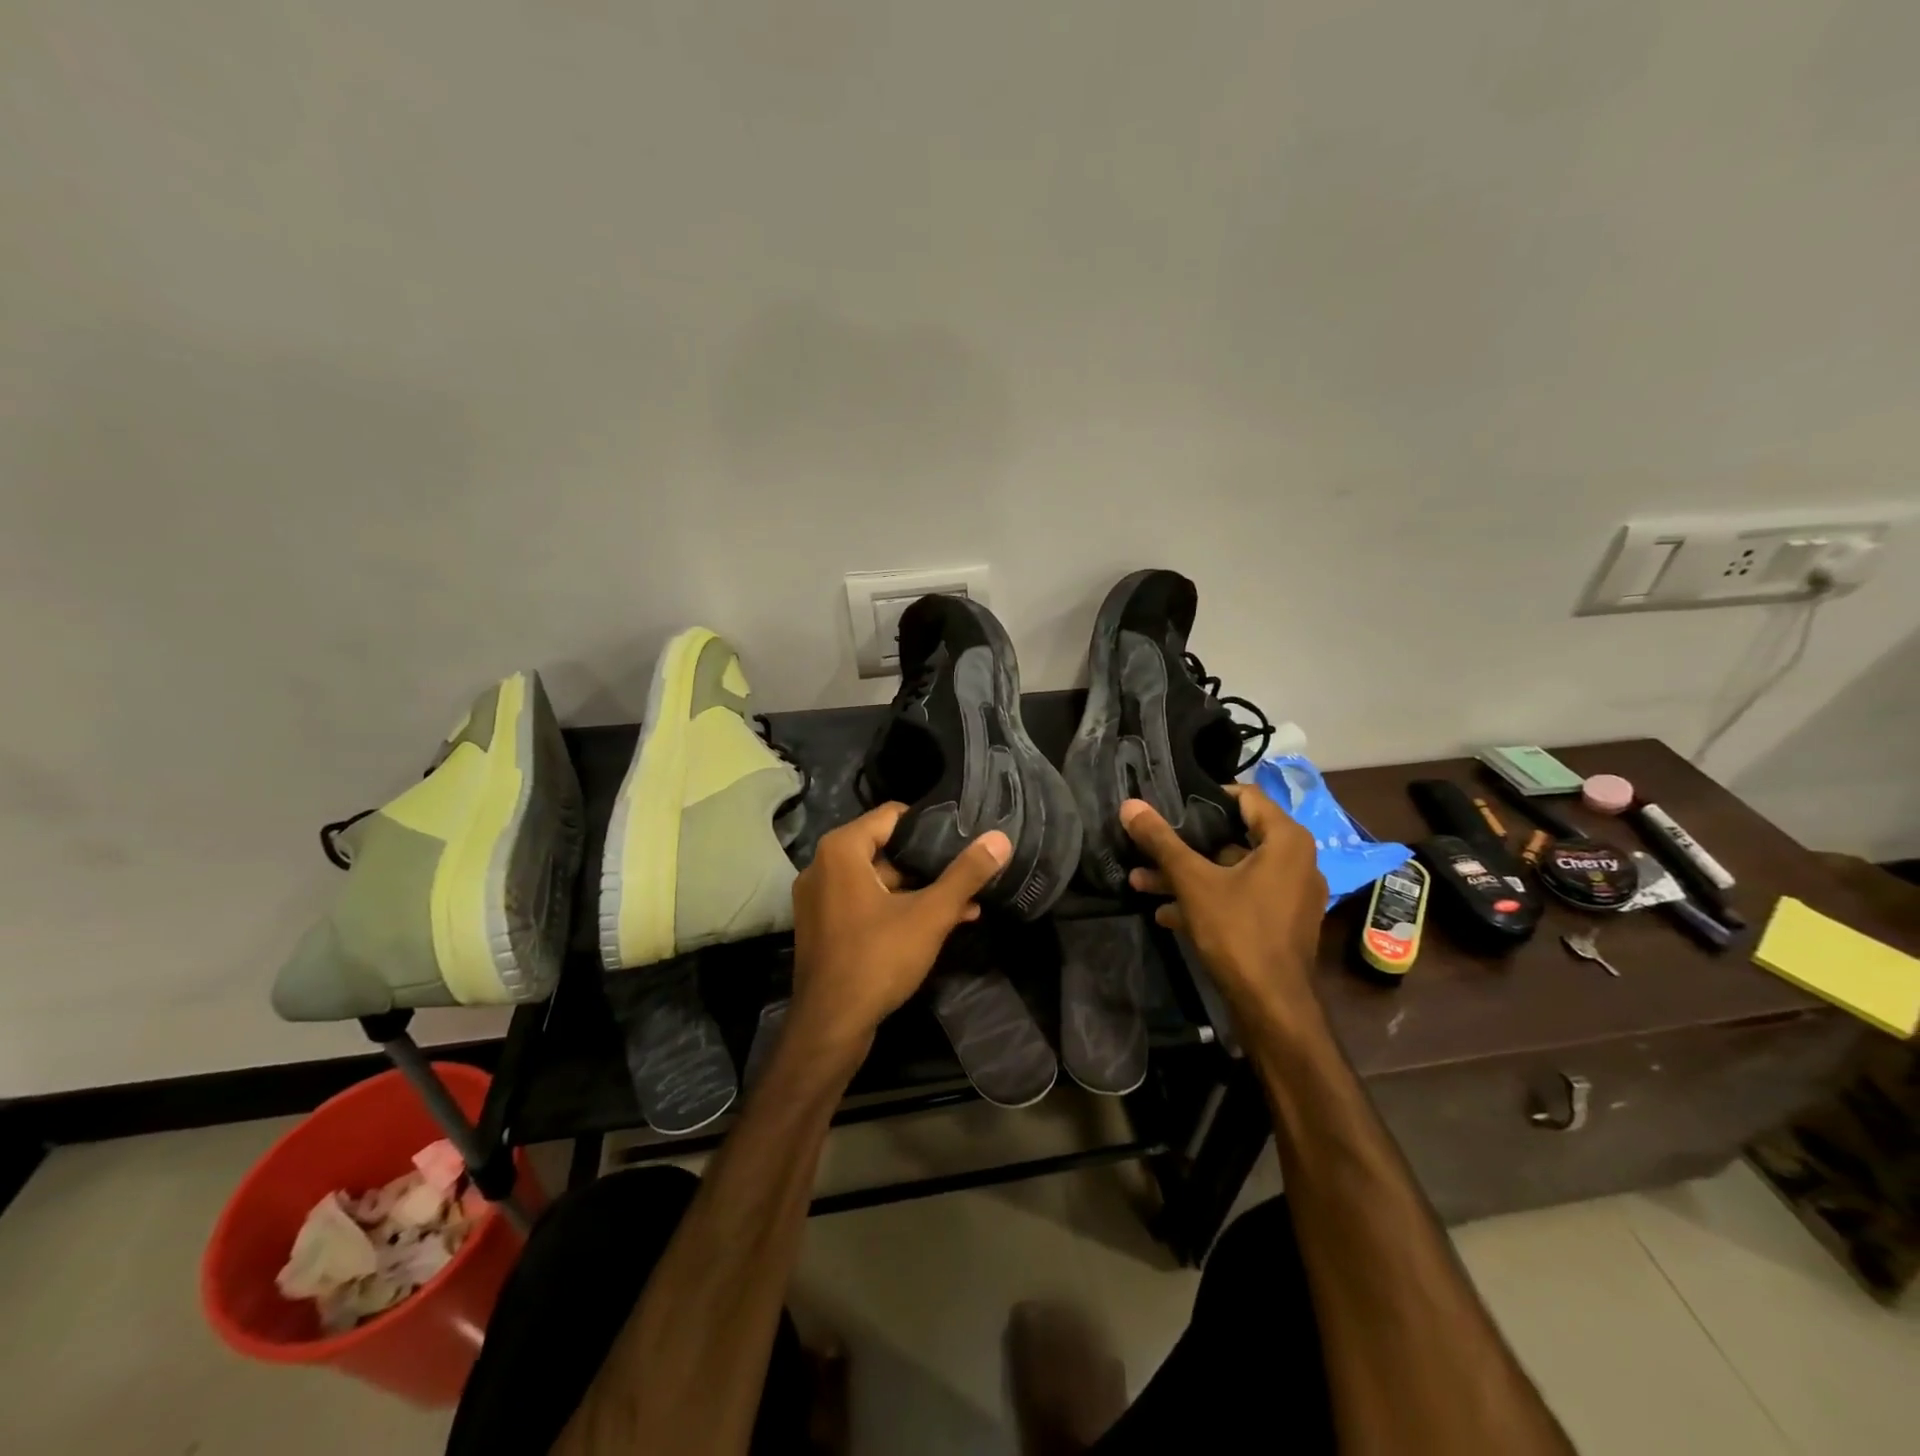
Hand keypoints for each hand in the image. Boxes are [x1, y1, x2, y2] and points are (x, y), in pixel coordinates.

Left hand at [789, 803, 1011, 1059]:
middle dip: (928, 864)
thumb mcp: (930, 915)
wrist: (830, 1027)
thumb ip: (965, 874)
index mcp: (840, 850)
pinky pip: (864, 902)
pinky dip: (895, 908)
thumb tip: (999, 838)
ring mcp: (818, 898)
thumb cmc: (878, 959)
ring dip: (918, 890)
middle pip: (885, 848)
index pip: (891, 816)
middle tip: (966, 872)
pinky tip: (936, 925)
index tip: (961, 837)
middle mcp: (822, 866)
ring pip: (877, 880)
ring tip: (965, 904)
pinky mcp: (822, 926)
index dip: (929, 825)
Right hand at [1123, 784, 1327, 1017]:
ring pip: (1232, 872)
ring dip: (1188, 875)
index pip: (1246, 797)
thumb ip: (1162, 841)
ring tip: (1142, 882)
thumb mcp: (1193, 882)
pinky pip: (1241, 897)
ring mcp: (1290, 895)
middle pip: (1234, 837)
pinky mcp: (1281, 922)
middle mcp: (1296, 861)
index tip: (1171, 803)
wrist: (1272, 1007)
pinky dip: (1208, 899)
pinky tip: (1167, 913)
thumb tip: (1130, 805)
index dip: (1206, 796)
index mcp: (1286, 841)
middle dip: (1186, 844)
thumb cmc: (1238, 932)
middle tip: (1149, 844)